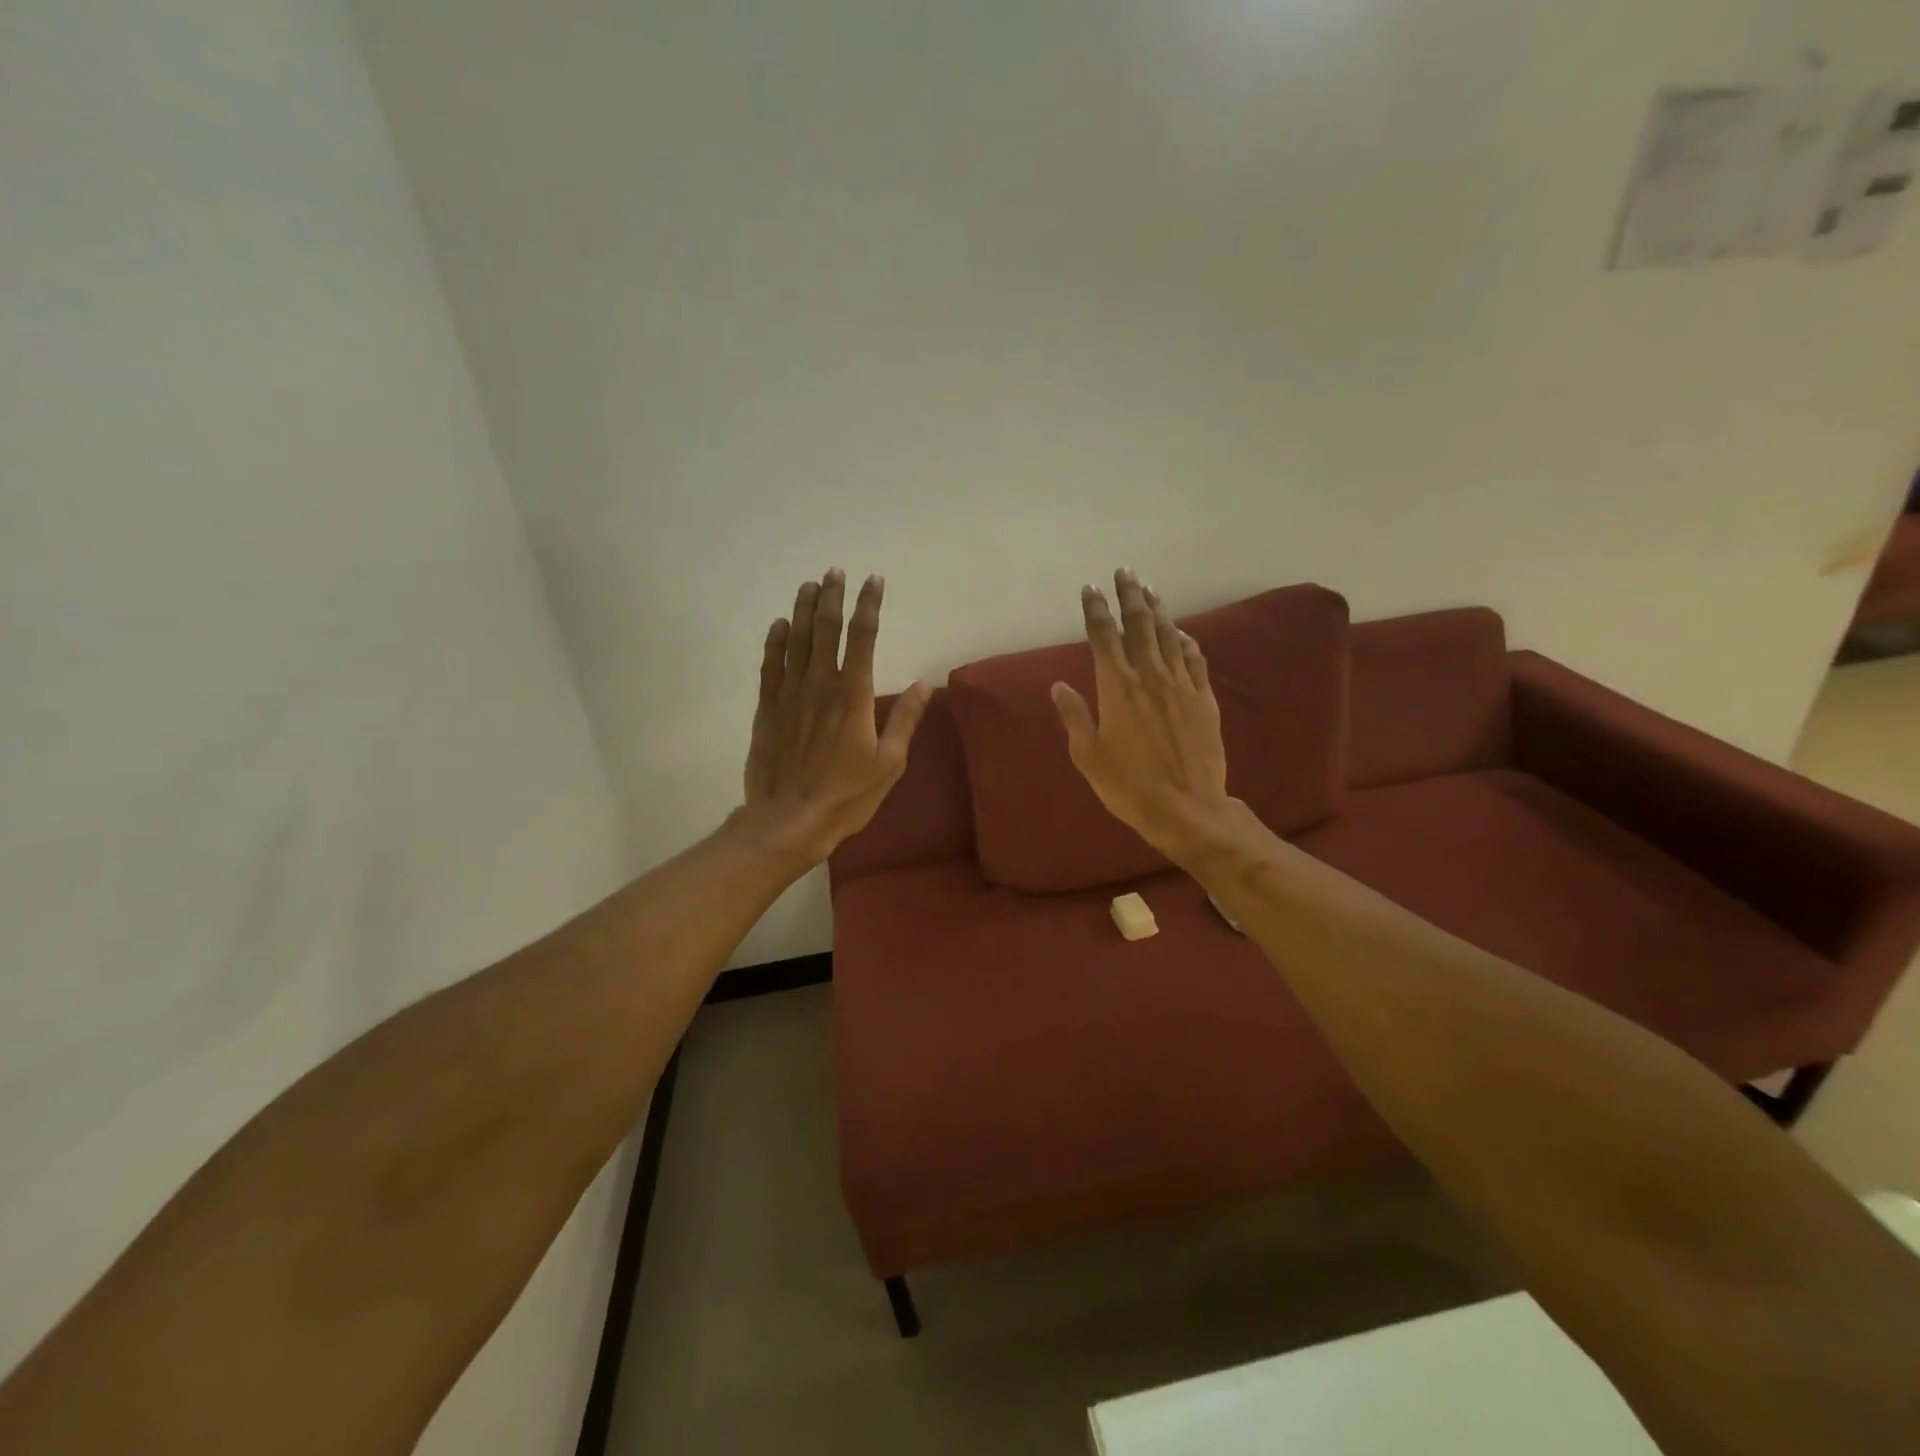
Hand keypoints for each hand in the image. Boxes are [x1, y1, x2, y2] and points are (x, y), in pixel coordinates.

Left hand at [740, 569, 930, 864]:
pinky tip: (779, 625)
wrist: (790, 820)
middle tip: (835, 571)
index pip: (863, 637)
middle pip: (826, 630)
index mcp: (853, 696)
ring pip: (797, 641)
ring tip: (809, 584)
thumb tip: (923, 684)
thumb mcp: (889, 763)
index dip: (869, 605)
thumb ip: (904, 720)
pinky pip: (770, 667)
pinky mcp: (768, 710)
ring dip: (804, 610)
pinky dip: (775, 643)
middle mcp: (820, 685)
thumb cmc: (847, 795)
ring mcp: (789, 695)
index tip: (874, 580)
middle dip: (832, 597)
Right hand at [1051, 568, 1239, 864]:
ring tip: (1150, 590)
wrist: (1188, 809)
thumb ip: (1074, 716)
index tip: (1090, 588)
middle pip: (1139, 625)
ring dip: (1158, 611)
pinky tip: (1182, 633)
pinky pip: (1195, 661)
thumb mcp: (1088, 755)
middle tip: (1125, 571)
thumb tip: (1058, 685)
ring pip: (1169, 636)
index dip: (1096, 610)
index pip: (1103, 637)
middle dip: (1130, 595)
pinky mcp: (1204, 700)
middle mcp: (1150, 677)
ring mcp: (1181, 686)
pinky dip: (1186, 642)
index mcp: (1117, 688)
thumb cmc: (1129, 786)